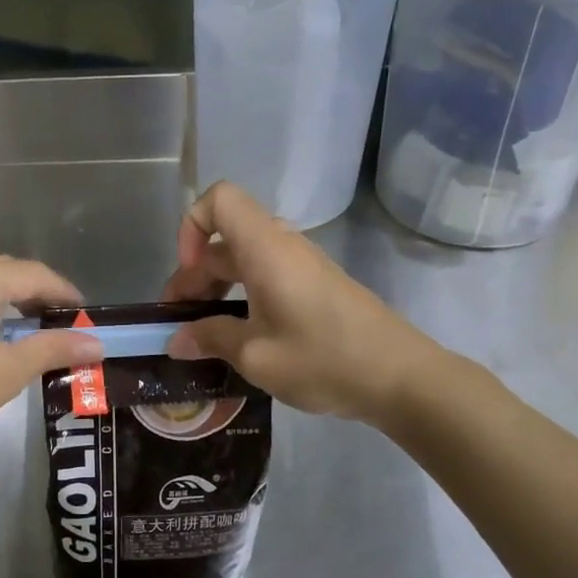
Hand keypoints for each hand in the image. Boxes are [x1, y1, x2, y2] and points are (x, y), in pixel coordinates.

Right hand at [161, 182, 439, 424]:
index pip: (219, 199)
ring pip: (245, 257)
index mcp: (265, 248)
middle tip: (179, 320)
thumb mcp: (256, 355)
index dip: (191, 226)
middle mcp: (283, 245)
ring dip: (217, 287)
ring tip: (203, 331)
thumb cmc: (323, 359)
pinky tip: (240, 335)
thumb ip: (210, 339)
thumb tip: (176, 339)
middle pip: (226, 236)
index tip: (188, 273)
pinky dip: (243, 295)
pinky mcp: (316, 285)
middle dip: (194, 273)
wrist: (401, 378)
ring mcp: (303, 264)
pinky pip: (267, 273)